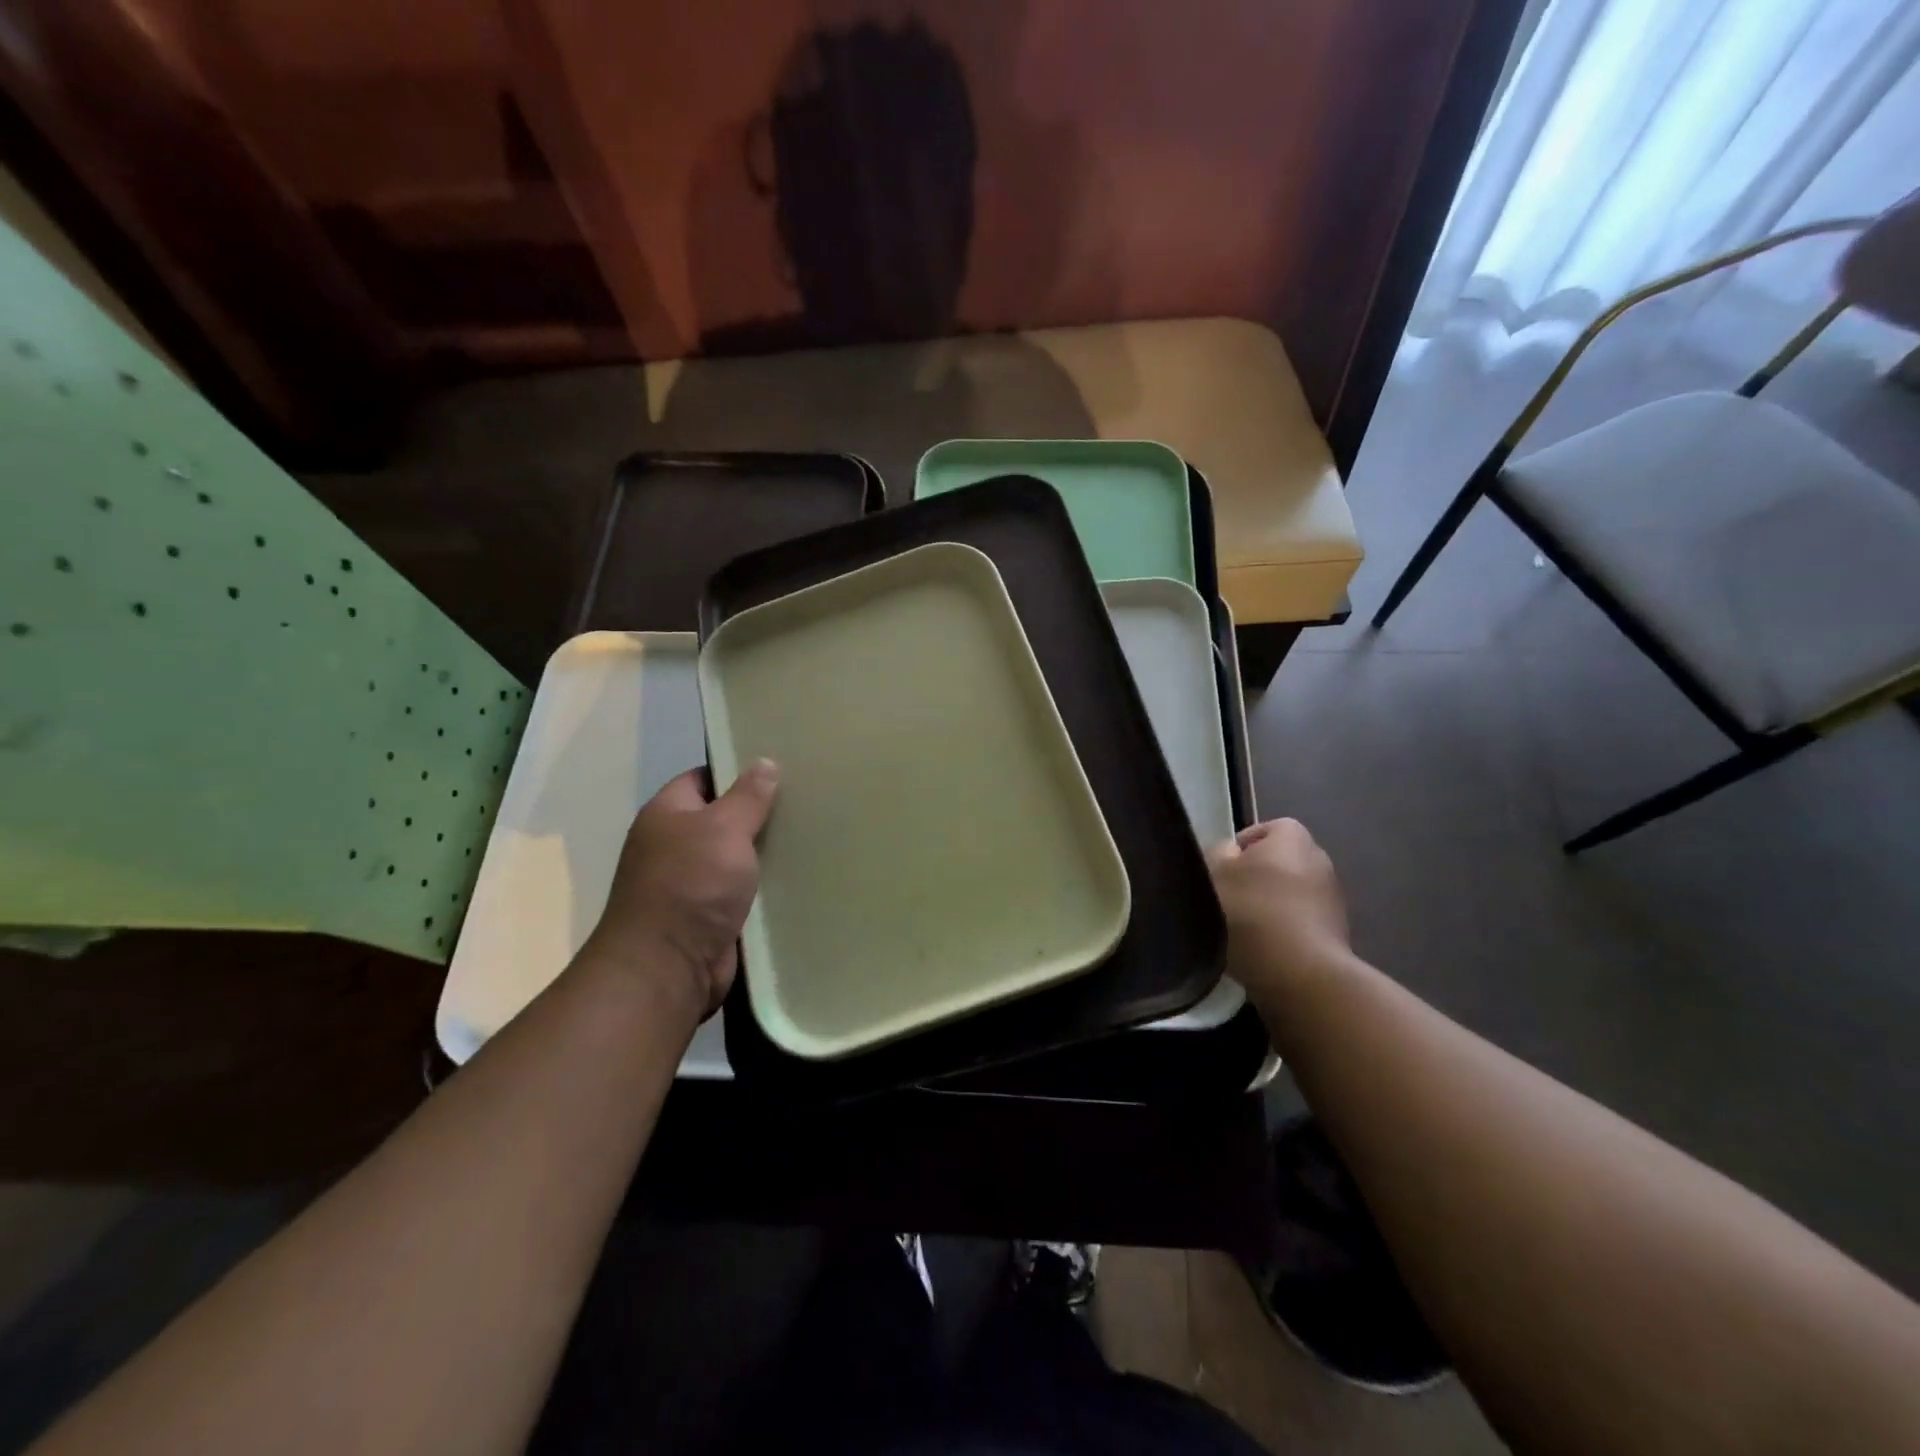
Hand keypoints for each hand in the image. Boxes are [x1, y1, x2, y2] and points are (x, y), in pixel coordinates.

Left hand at [585, 760, 779, 1020]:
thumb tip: (765, 762)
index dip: (737, 770)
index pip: (703, 778)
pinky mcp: (709, 915)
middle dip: (758, 812)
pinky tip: (798, 875)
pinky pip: (741, 890)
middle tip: (805, 799)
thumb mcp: (724, 829)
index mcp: (667, 814)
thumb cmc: (691, 885)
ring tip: (810, 833)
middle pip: (722, 818)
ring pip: (735, 856)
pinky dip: (764, 885)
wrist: (668, 968)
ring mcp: (690, 883)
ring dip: (764, 852)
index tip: (779, 767)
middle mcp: (674, 845)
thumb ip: (748, 797)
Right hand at [1208, 818, 1352, 1014]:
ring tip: (1245, 927)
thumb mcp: (1215, 875)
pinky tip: (1266, 947)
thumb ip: (1219, 854)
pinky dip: (1286, 927)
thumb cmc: (1252, 913)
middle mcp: (1320, 860)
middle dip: (1258, 875)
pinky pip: (1303, 920)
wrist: (1300, 973)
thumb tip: (1232, 852)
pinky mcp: (1338, 933)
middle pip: (1282, 860)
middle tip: (1230, 896)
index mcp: (1293, 838)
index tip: (1222, 869)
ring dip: (1272, 903)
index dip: (1243, 845)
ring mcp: (1333, 898)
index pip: (1268, 828)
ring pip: (1293, 892)